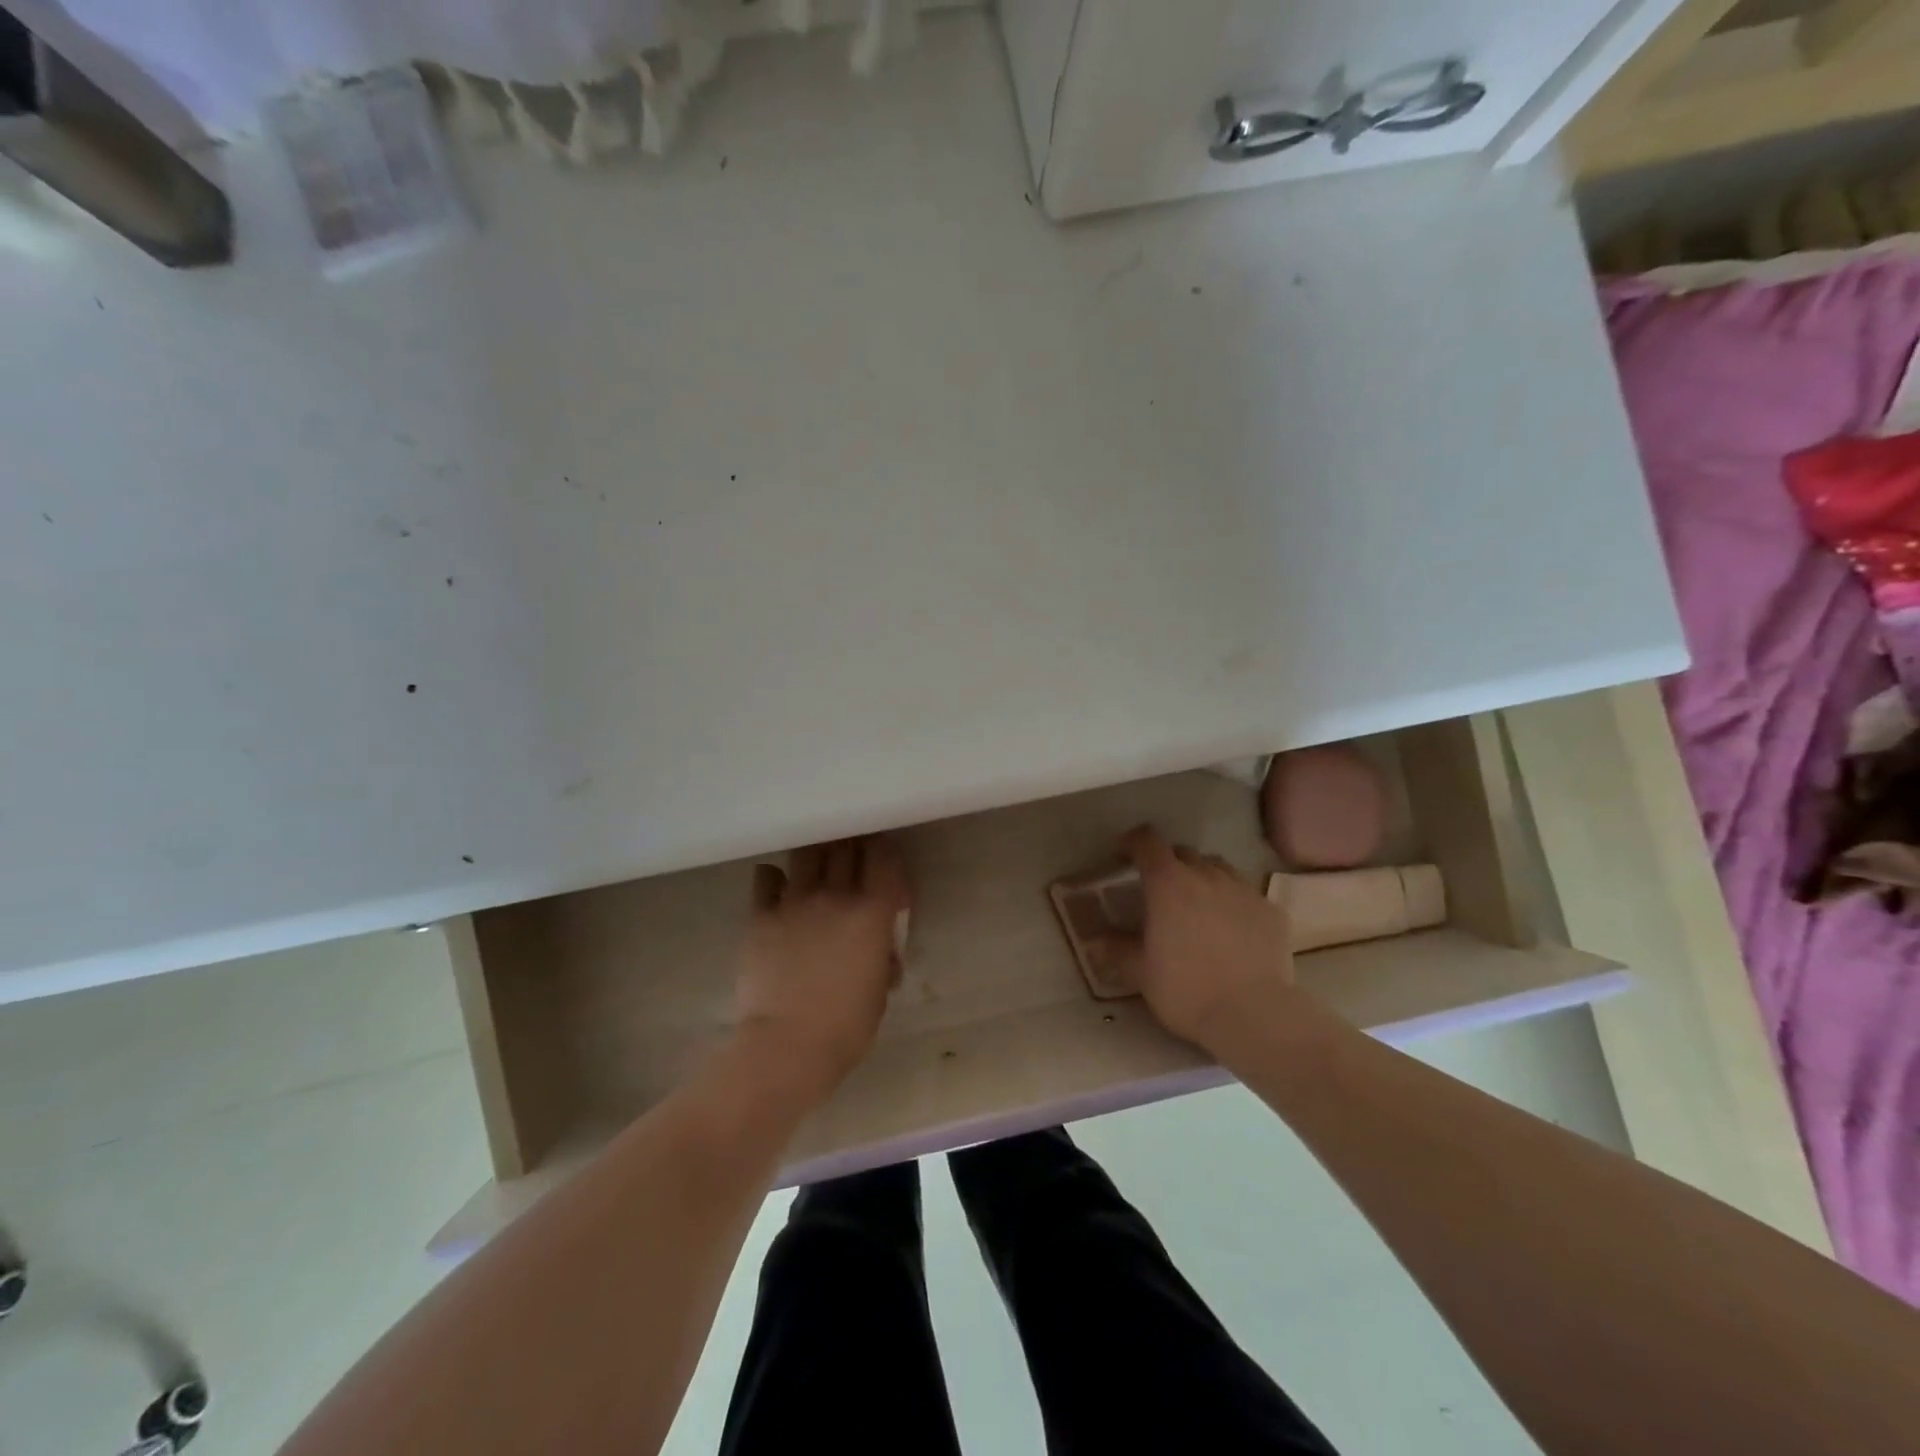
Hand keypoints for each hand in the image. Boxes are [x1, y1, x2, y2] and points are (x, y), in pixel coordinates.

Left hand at [733, 836, 908, 1099]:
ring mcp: (794, 901)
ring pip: (807, 853)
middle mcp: (835, 895)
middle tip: (853, 859)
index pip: (884, 857)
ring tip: (818, 866)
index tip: (885, 863)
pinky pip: (767, 876)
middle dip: (853, 847)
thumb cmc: (846, 1026)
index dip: (886, 853)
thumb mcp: (880, 990)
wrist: (787, 1046)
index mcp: (872, 912)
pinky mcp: (761, 914)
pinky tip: (779, 889)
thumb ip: (883, 956)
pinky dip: (775, 877)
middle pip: (846, 846)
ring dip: (816, 855)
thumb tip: (880, 948)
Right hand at [1101, 825, 1295, 1048]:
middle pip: (1183, 853)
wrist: (1253, 1015)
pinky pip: (1247, 895)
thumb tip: (1095, 941)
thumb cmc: (1186, 989)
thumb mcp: (1140, 973)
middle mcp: (1207, 875)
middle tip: (1161, 890)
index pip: (1147, 842)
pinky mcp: (1272, 911)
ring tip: (1198, 905)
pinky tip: (1233, 930)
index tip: (1124, 854)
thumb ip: (1117, 950)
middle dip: (1169, 863)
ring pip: (1218, 868)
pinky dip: (1234, 903)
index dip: (1133, 842)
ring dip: (1203, 878)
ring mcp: (1243, 890)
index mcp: (1168, 883)